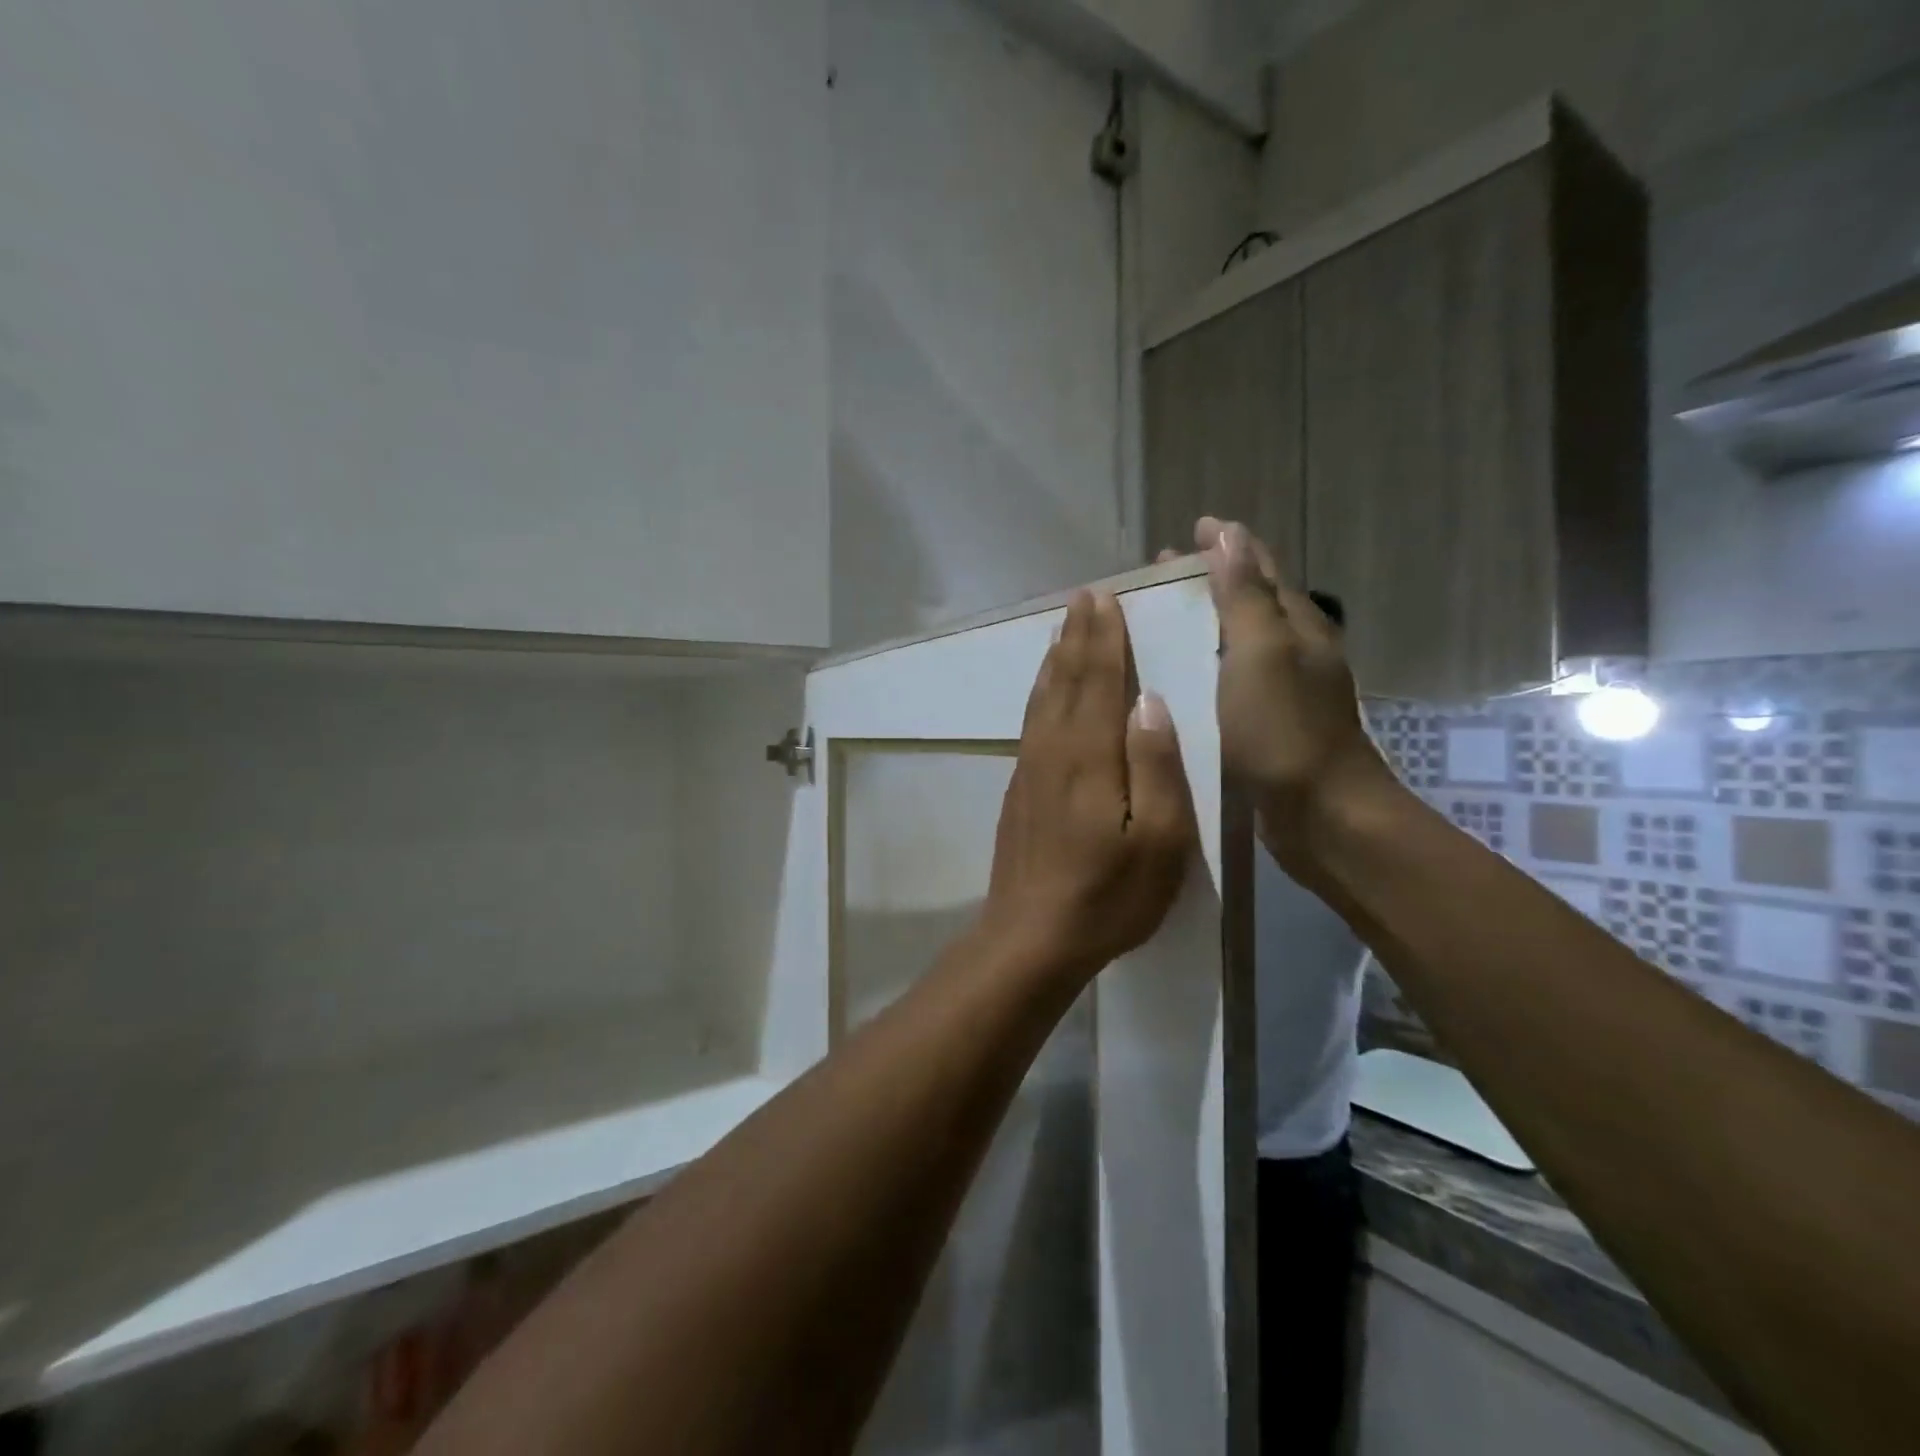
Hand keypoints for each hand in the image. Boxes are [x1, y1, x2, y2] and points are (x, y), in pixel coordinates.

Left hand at [978, 590, 1196, 981]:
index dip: (1105, 638)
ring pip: (1043, 698)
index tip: (1108, 599)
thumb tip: (1151, 701)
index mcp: (1091, 756)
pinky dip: (1040, 693)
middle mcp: (1054, 750)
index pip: (1100, 681)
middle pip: (1066, 680)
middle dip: (1078, 636)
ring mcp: (1030, 769)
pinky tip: (1044, 691)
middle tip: (1085, 596)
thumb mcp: (1159, 839)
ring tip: (1063, 627)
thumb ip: (1156, 765)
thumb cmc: (1109, 894)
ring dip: (1056, 658)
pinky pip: (1031, 722)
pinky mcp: (1019, 790)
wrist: (1031, 937)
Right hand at [1167, 518, 1400, 877]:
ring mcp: (1284, 689)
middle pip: (1249, 600)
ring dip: (1205, 622)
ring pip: (1239, 640)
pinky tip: (1180, 677)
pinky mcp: (1269, 723)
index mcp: (1295, 625)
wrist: (1321, 814)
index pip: (1259, 567)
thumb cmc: (1286, 730)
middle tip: (1159, 577)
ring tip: (1160, 620)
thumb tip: (1229, 533)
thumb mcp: (1260, 654)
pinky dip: (1206, 663)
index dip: (1225, 546)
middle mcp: (1294, 649)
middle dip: (1209, 580)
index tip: (1187, 532)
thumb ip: (1243, 596)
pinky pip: (1232, 678)